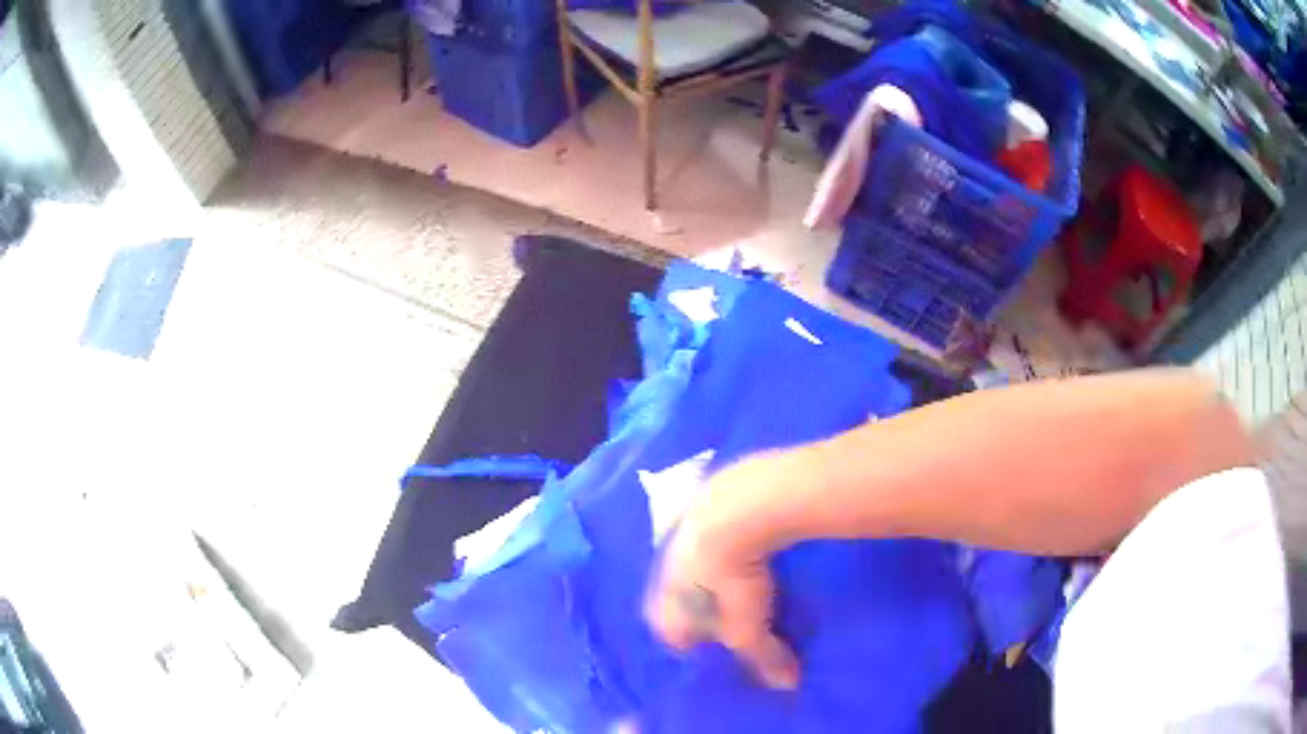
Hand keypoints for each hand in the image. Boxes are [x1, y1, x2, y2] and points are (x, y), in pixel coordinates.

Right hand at [643, 467, 800, 689]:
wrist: (734, 509)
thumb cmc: (730, 583)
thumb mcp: (749, 629)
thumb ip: (764, 659)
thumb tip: (789, 684)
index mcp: (664, 612)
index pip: (673, 640)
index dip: (700, 649)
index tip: (727, 652)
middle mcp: (662, 579)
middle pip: (683, 606)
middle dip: (708, 616)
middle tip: (740, 621)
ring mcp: (678, 545)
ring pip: (696, 574)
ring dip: (717, 582)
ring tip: (749, 587)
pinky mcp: (700, 516)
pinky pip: (712, 545)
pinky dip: (729, 552)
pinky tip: (752, 551)